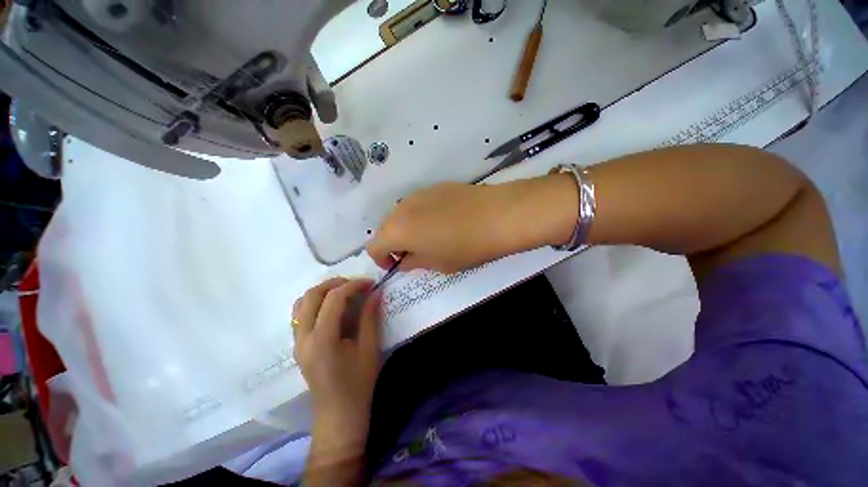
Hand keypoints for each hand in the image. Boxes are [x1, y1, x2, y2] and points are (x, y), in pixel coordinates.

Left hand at [293, 278, 381, 435]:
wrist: (338, 416)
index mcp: (323, 340)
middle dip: (335, 283)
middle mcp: (304, 338)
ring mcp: (297, 342)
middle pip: (311, 296)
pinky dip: (316, 303)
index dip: (353, 285)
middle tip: (356, 285)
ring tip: (345, 292)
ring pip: (301, 303)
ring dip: (323, 291)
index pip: (334, 299)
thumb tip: (375, 292)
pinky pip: (300, 315)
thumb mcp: (370, 349)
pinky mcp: (298, 346)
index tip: (370, 283)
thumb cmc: (358, 384)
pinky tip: (333, 308)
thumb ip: (370, 317)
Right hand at [367, 178, 578, 272]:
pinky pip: (417, 204)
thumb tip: (404, 260)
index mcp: (397, 230)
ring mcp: (418, 194)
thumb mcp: (438, 263)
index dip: (381, 259)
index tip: (397, 265)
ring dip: (405, 228)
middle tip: (412, 253)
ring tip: (428, 237)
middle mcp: (401, 208)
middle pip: (385, 227)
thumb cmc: (467, 247)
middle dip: (393, 243)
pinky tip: (441, 221)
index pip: (374, 246)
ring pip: (400, 214)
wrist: (498, 215)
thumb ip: (414, 262)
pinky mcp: (434, 186)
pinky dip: (419, 216)